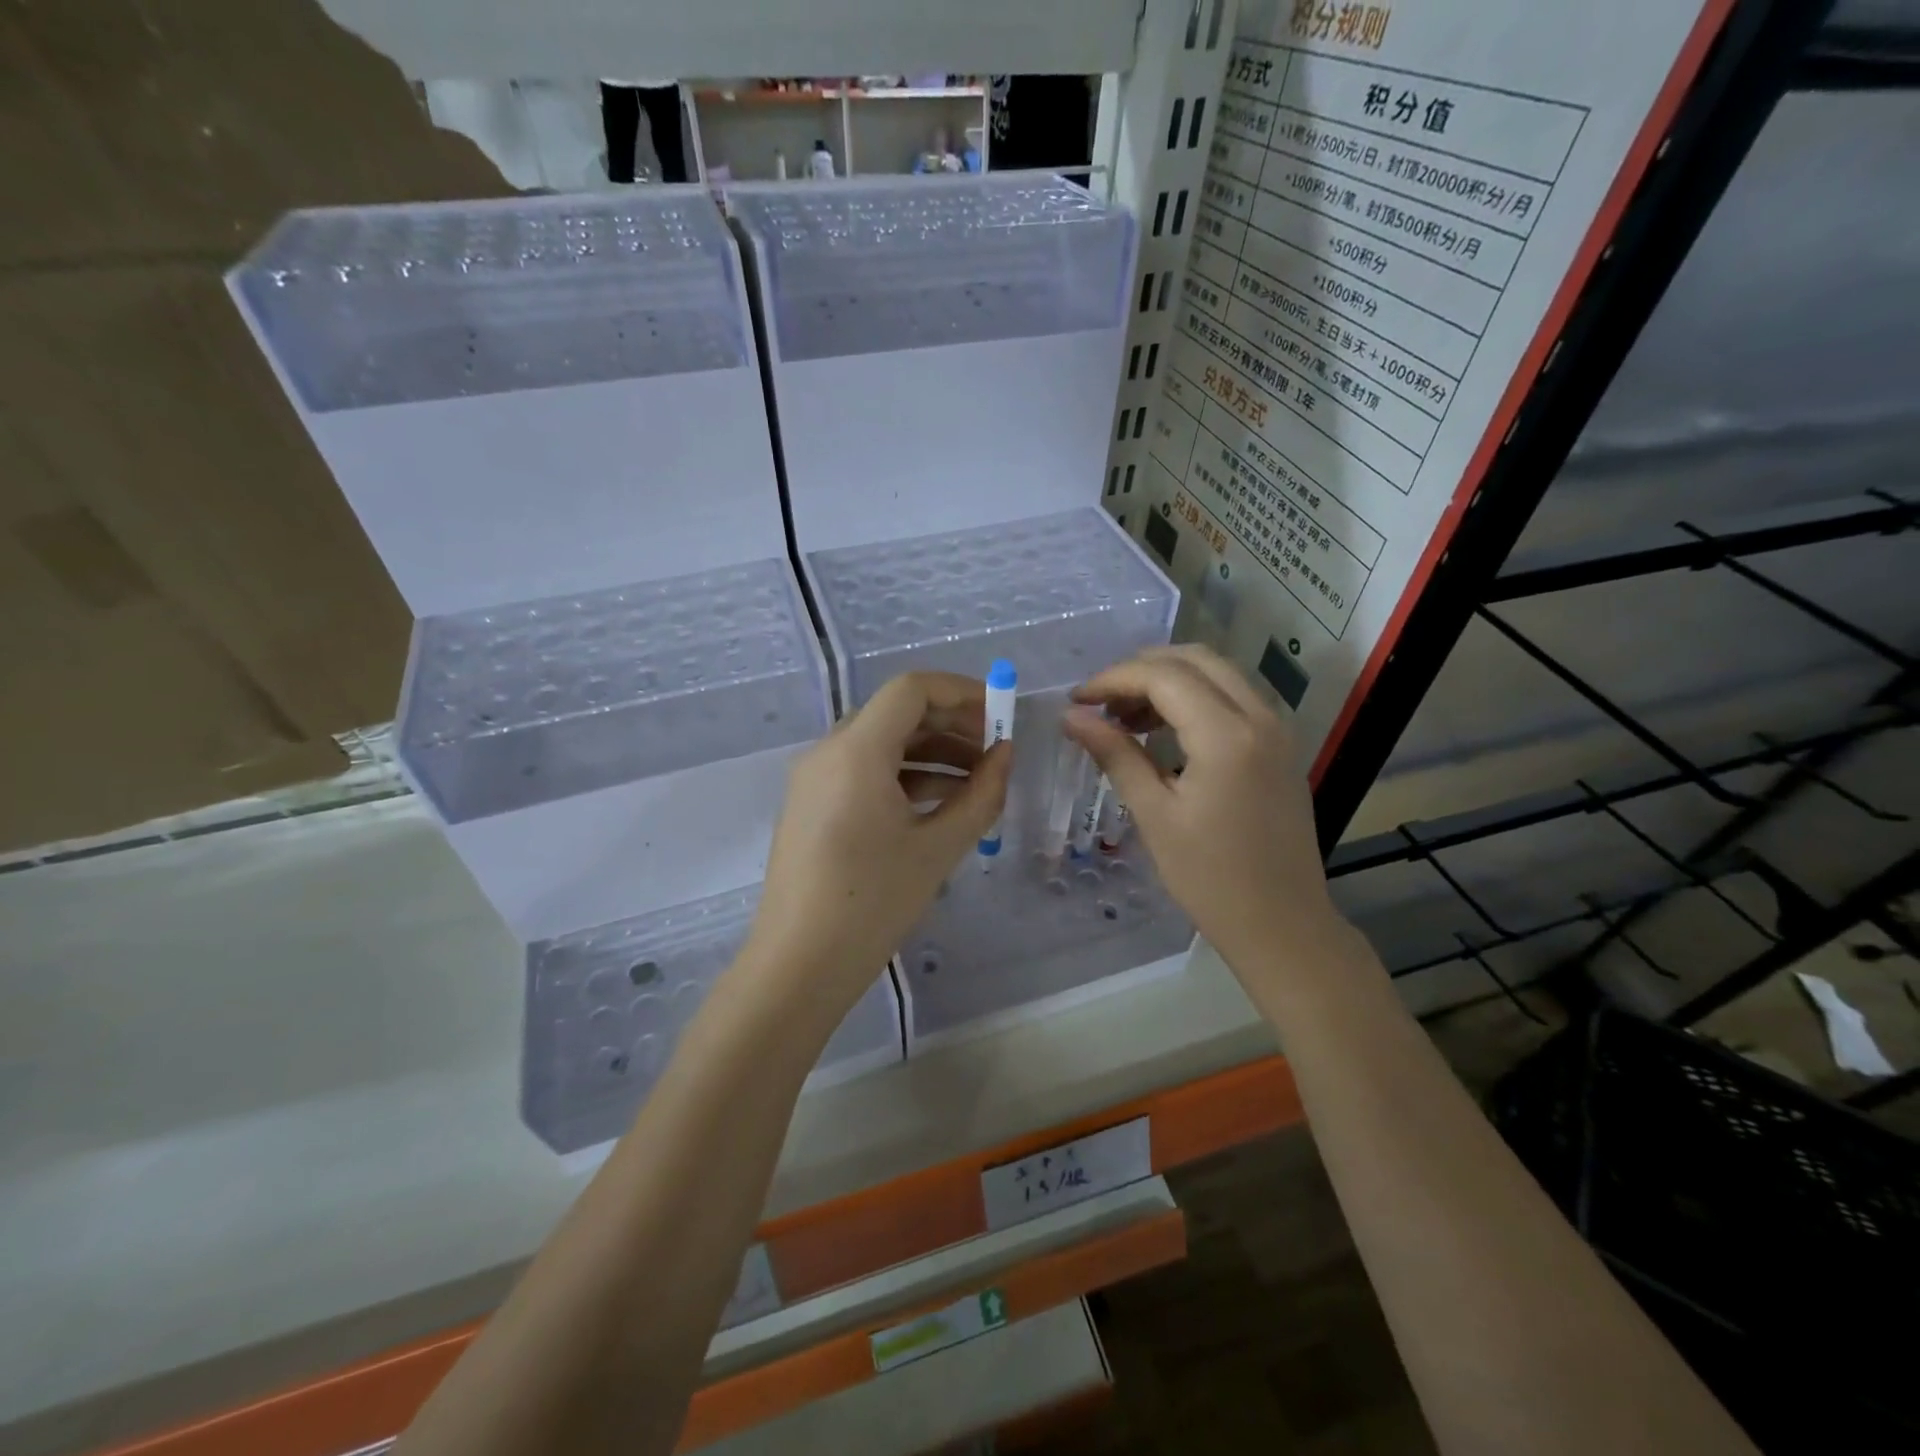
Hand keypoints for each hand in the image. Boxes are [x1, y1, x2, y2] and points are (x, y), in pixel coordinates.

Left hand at [741, 672, 1011, 1028]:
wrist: (798, 966)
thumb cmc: (872, 903)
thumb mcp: (938, 848)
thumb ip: (980, 794)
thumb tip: (1005, 755)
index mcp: (856, 751)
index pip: (911, 690)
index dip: (961, 692)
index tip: (1001, 716)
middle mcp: (828, 752)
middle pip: (896, 713)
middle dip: (951, 724)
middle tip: (996, 750)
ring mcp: (815, 779)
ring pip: (881, 743)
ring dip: (932, 752)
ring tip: (979, 781)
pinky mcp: (812, 805)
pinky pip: (864, 771)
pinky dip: (905, 776)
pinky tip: (941, 804)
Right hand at [1063, 645, 1339, 979]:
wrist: (1283, 924)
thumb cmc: (1211, 879)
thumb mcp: (1154, 815)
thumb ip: (1115, 754)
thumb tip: (1072, 716)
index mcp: (1227, 736)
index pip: (1163, 676)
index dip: (1113, 679)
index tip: (1077, 701)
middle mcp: (1260, 717)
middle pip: (1195, 659)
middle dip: (1141, 669)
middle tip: (1101, 702)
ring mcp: (1277, 730)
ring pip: (1218, 673)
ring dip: (1169, 681)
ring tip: (1126, 718)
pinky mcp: (1280, 746)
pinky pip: (1234, 698)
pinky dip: (1195, 698)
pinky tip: (1164, 732)